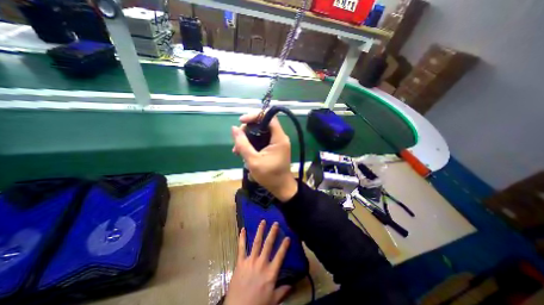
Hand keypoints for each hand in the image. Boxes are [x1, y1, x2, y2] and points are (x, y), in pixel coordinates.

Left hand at [225, 220, 292, 302]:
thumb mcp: (273, 301)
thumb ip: (283, 291)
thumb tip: (292, 284)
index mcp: (271, 272)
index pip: (280, 256)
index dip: (284, 246)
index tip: (288, 237)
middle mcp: (261, 263)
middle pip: (268, 245)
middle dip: (273, 233)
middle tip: (276, 223)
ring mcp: (250, 261)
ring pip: (256, 242)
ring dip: (260, 231)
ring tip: (263, 221)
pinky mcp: (240, 262)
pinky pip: (241, 248)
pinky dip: (241, 238)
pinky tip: (242, 229)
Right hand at [229, 112, 295, 202]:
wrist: (281, 188)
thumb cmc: (269, 176)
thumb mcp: (253, 161)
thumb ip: (243, 144)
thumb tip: (234, 128)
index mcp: (279, 138)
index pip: (269, 117)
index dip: (255, 116)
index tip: (241, 121)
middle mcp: (280, 137)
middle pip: (263, 123)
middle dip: (248, 129)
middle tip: (237, 140)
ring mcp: (277, 142)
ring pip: (261, 132)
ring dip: (248, 137)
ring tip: (237, 149)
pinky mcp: (274, 147)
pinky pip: (262, 139)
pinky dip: (252, 143)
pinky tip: (243, 151)